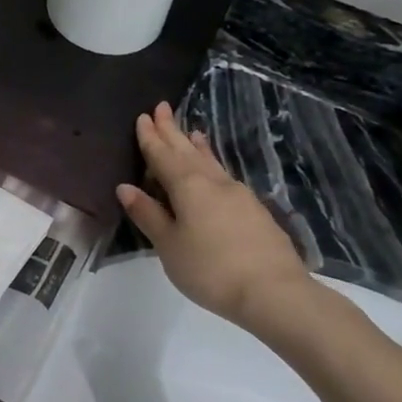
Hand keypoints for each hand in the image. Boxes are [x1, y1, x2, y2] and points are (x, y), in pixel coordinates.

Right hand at [116, 103, 313, 343]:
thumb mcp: (169, 245)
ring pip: (210, 161)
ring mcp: (238, 195)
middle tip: (162, 108)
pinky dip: (213, 163)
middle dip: (172, 130)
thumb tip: (125, 187)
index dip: (151, 137)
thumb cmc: (210, 269)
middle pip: (187, 151)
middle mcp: (213, 182)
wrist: (275, 293)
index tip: (143, 116)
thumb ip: (148, 215)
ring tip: (191, 131)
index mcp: (188, 186)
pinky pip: (224, 175)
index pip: (163, 155)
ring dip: (196, 145)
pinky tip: (215, 169)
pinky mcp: (255, 211)